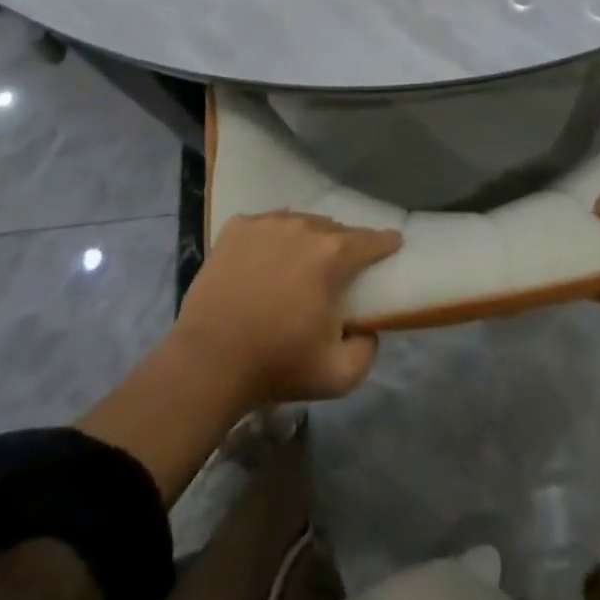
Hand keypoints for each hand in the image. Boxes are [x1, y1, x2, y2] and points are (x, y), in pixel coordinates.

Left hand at [174, 212, 401, 405]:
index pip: (372, 240)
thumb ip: (369, 350)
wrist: (208, 362)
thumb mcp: (339, 376)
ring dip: (307, 240)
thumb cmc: (277, 365)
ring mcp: (268, 223)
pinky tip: (265, 260)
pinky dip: (272, 238)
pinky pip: (266, 224)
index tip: (392, 246)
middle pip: (335, 230)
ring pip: (301, 223)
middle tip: (337, 271)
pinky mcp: (237, 228)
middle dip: (342, 247)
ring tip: (299, 264)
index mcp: (333, 256)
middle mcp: (304, 227)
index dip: (386, 243)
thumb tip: (369, 328)